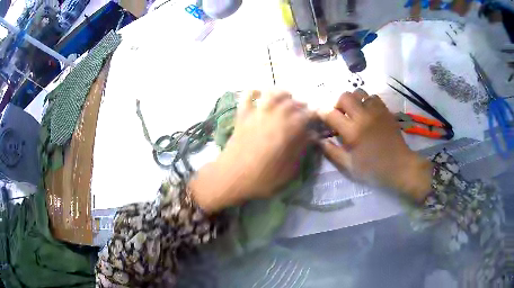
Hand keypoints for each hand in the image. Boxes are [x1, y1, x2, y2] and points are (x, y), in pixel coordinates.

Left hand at [190, 90, 313, 212]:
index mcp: (290, 128)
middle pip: (293, 102)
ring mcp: (257, 112)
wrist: (231, 177)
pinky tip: (259, 94)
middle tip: (302, 113)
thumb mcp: (290, 170)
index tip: (315, 122)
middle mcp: (276, 114)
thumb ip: (302, 149)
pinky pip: (248, 96)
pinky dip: (254, 92)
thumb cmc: (263, 178)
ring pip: (273, 94)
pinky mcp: (242, 115)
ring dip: (282, 94)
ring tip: (286, 99)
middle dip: (301, 106)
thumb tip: (311, 136)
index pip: (309, 115)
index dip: (314, 117)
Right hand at [319, 89, 432, 201]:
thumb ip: (332, 152)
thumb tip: (318, 139)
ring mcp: (376, 111)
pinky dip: (366, 101)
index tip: (321, 118)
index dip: (322, 113)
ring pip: (359, 92)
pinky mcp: (385, 110)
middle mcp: (363, 116)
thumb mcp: (349, 166)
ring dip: (352, 101)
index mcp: (352, 132)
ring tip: (354, 113)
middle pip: (344, 96)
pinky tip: (367, 113)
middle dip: (337, 104)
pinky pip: (372, 96)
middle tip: (340, 116)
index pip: (330, 113)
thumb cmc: (373, 169)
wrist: (400, 166)